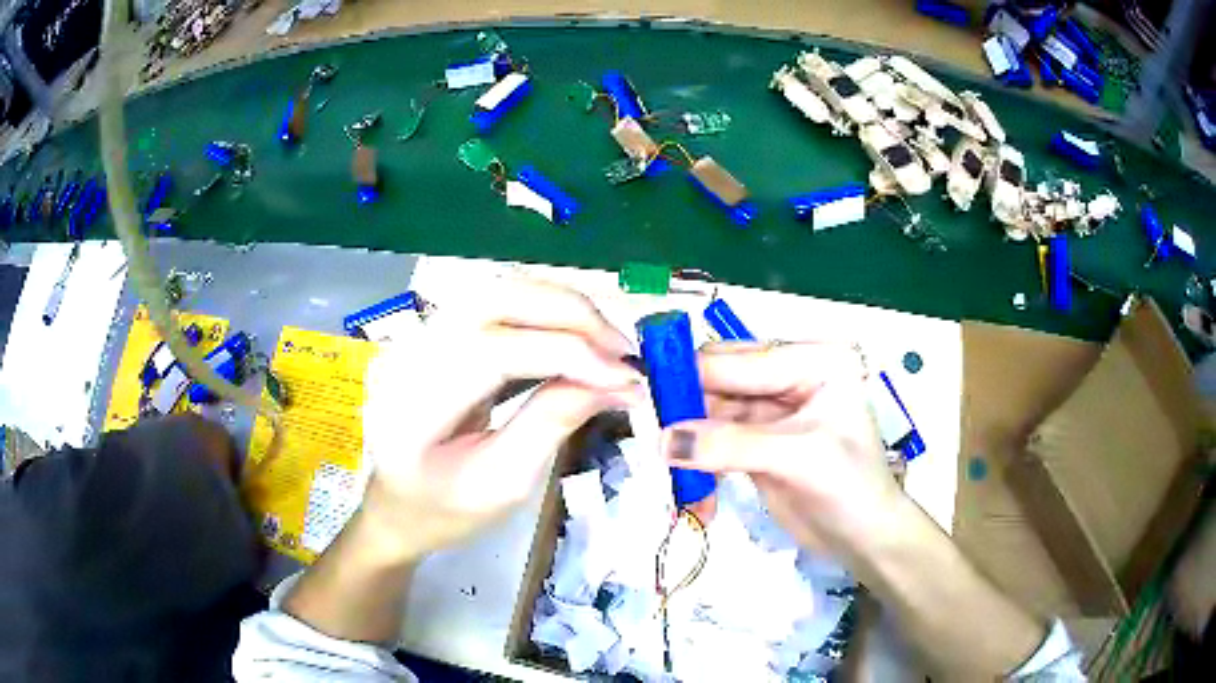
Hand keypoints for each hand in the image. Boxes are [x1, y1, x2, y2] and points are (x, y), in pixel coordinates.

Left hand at [359, 279, 643, 559]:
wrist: (397, 506)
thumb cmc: (444, 511)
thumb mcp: (502, 483)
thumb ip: (553, 423)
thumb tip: (615, 381)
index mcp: (413, 403)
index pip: (493, 350)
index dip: (568, 354)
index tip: (626, 378)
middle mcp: (410, 352)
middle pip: (495, 299)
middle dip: (571, 315)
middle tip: (623, 353)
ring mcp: (421, 335)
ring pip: (500, 290)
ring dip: (563, 308)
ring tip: (608, 346)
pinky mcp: (439, 332)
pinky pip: (498, 303)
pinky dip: (546, 312)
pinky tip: (576, 338)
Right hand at [660, 342, 905, 559]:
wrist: (864, 540)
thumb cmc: (851, 489)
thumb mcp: (800, 458)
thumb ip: (731, 445)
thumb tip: (663, 441)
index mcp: (814, 360)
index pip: (741, 360)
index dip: (693, 376)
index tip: (643, 395)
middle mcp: (791, 374)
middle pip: (721, 380)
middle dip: (685, 408)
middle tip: (648, 433)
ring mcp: (772, 408)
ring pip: (710, 412)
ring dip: (687, 440)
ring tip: (663, 464)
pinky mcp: (757, 440)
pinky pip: (713, 440)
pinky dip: (697, 462)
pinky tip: (689, 487)